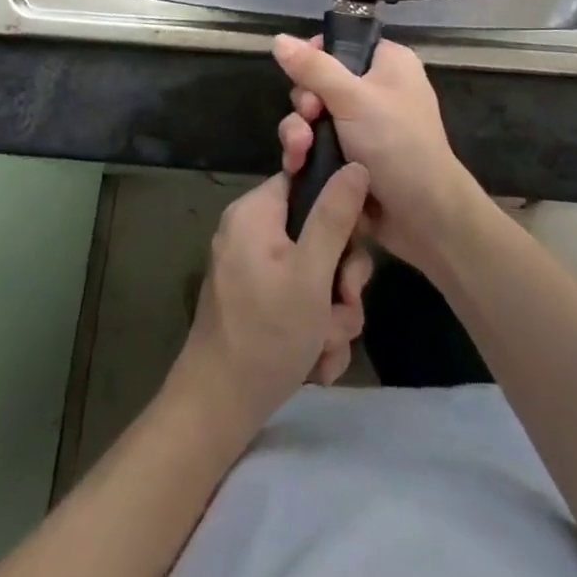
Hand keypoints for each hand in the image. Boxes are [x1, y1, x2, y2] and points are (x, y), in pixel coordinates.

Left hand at [172, 165, 373, 435]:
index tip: (357, 241)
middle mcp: (252, 233)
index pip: (307, 182)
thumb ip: (335, 216)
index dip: (339, 208)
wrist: (218, 411)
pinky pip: (300, 301)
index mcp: (256, 212)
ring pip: (316, 275)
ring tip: (324, 343)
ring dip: (333, 313)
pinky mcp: (258, 304)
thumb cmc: (266, 333)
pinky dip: (314, 330)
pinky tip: (315, 361)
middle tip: (343, 304)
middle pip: (318, 233)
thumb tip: (356, 165)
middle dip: (340, 279)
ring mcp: (254, 271)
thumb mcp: (311, 272)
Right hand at [273, 35, 481, 272]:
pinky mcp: (351, 157)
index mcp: (387, 63)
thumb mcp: (352, 99)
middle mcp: (376, 89)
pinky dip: (305, 154)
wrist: (424, 217)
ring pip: (314, 117)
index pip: (341, 44)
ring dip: (299, 133)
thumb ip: (313, 68)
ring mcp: (363, 126)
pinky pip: (317, 145)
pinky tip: (296, 167)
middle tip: (309, 118)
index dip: (314, 58)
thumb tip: (278, 38)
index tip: (301, 75)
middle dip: (305, 104)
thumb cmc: (396, 143)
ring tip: (298, 153)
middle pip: (319, 82)